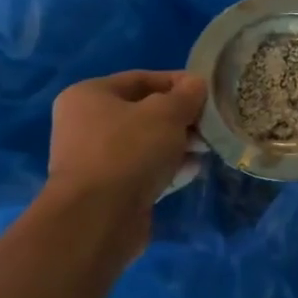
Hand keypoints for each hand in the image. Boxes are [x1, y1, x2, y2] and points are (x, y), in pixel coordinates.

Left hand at [43, 71, 207, 260]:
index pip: (141, 79)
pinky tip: (194, 170)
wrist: (98, 218)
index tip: (208, 92)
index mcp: (90, 95)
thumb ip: (186, 95)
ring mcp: (96, 160)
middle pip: (144, 113)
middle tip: (210, 126)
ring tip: (207, 149)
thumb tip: (196, 84)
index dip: (178, 82)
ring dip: (178, 144)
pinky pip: (144, 170)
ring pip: (146, 143)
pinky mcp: (109, 190)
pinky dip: (168, 168)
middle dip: (181, 118)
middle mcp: (87, 124)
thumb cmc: (128, 151)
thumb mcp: (166, 114)